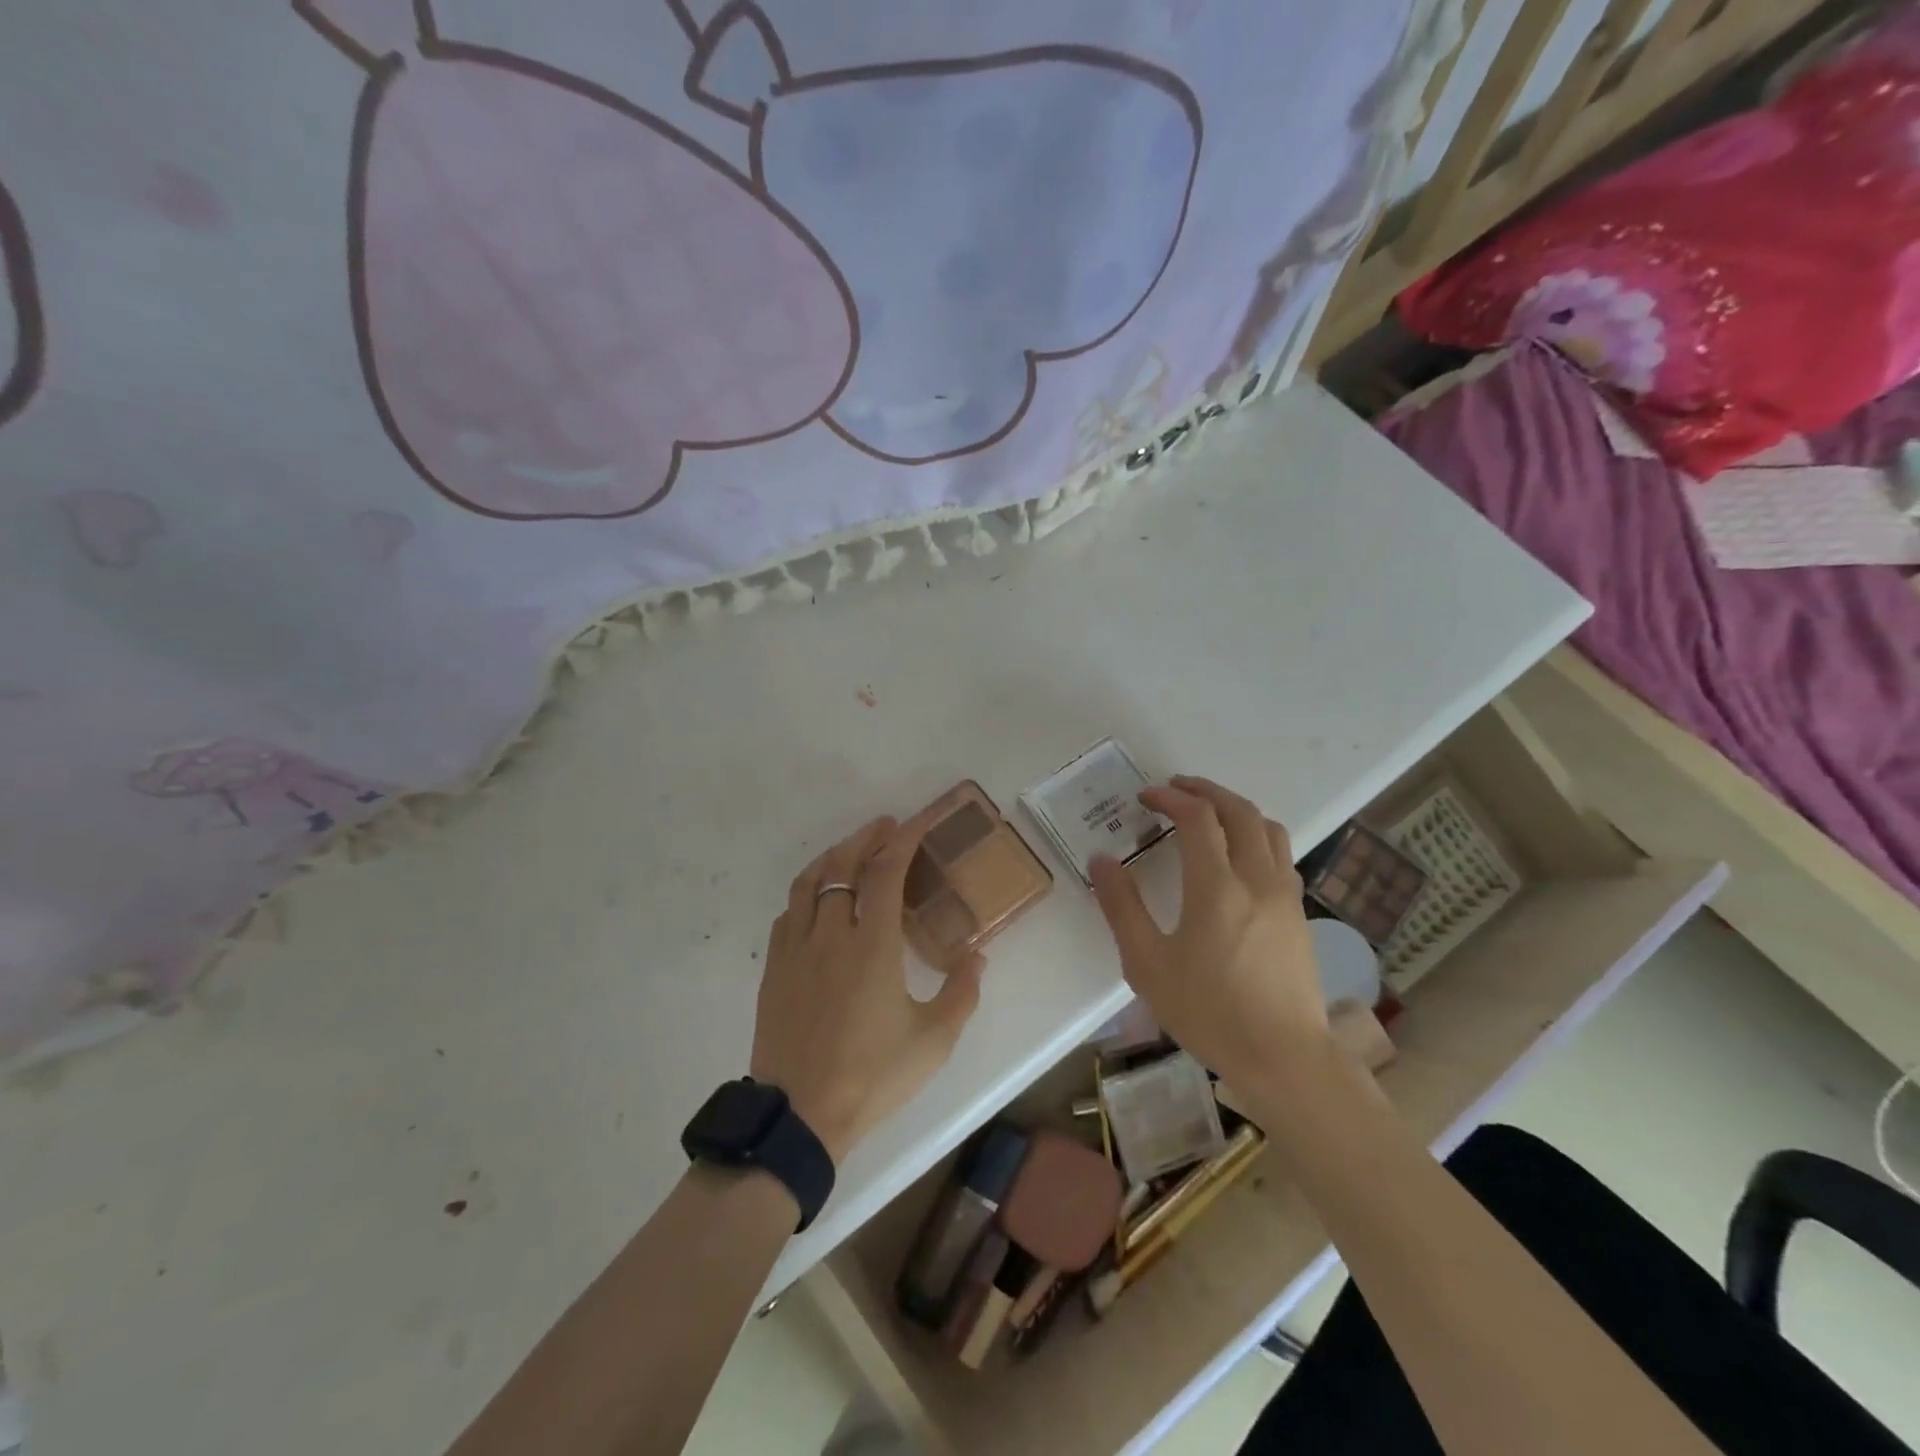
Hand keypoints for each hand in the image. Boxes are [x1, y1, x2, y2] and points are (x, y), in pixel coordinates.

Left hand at [750, 813, 983, 1164]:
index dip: (901, 840)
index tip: (914, 822)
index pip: (886, 872)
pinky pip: (787, 914)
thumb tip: (977, 955)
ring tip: (849, 852)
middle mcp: (831, 935)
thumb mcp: (934, 1040)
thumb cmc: (872, 1076)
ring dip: (830, 859)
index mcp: (873, 945)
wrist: (800, 1116)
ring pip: (807, 884)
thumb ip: (962, 992)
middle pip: (842, 866)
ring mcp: (796, 950)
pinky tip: (815, 902)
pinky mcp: (774, 970)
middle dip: (865, 838)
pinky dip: (805, 894)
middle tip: (885, 827)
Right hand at [1089, 776, 1327, 1091]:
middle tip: (1175, 788)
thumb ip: (1122, 907)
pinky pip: (1280, 854)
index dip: (1170, 798)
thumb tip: (1102, 860)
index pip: (1197, 818)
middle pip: (1238, 811)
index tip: (1145, 797)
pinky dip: (1255, 835)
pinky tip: (1238, 856)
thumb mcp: (1147, 964)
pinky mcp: (1298, 913)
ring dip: (1235, 808)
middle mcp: (1257, 879)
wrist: (1284, 1058)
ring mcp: (1284, 895)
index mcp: (1217, 887)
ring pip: (1268, 828)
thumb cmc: (1208, 1012)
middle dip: (1205, 791)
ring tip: (1208, 813)